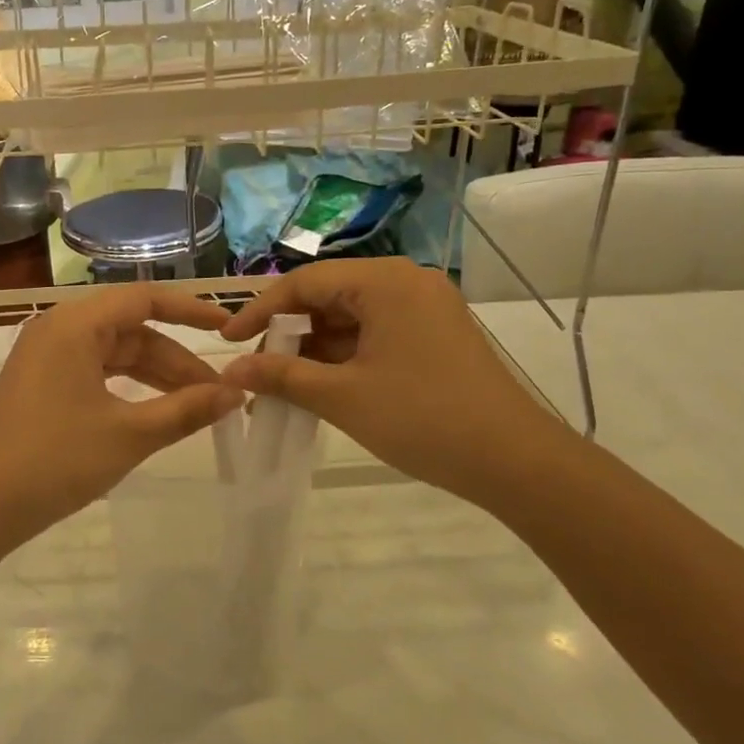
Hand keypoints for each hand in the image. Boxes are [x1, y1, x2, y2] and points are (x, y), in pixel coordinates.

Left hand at [0, 286, 244, 543]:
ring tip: (196, 405)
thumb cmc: (55, 460)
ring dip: (155, 375)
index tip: (228, 327)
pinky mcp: (41, 384)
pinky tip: (154, 410)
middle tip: (218, 391)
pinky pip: (95, 371)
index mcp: (74, 325)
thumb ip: (186, 410)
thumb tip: (236, 393)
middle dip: (176, 359)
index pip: (144, 298)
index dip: (190, 310)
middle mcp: (58, 329)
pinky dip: (128, 387)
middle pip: (131, 329)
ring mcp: (46, 357)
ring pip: (115, 353)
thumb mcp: (129, 435)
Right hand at [219, 258, 571, 505]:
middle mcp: (406, 282)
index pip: (305, 282)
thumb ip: (281, 376)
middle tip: (259, 370)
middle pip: (328, 296)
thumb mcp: (342, 397)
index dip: (260, 311)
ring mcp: (424, 307)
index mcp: (384, 282)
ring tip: (285, 385)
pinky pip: (374, 333)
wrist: (514, 461)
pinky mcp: (434, 334)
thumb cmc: (422, 419)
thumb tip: (233, 369)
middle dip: (288, 333)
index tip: (228, 342)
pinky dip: (344, 356)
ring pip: (350, 317)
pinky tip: (322, 385)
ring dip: (315, 348)